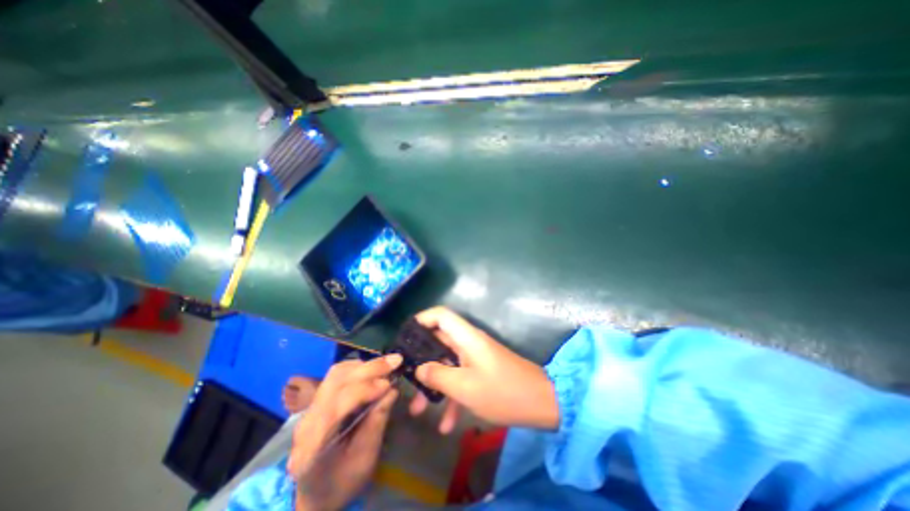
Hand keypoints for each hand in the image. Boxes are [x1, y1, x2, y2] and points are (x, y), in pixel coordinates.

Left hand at [288, 355, 400, 510]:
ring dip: (364, 365)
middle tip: (396, 361)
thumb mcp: (365, 460)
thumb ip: (377, 422)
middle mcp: (306, 421)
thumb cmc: (342, 483)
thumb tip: (392, 390)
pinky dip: (357, 368)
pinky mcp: (317, 400)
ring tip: (386, 365)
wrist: (315, 494)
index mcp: (313, 446)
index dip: (365, 389)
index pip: (337, 404)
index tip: (389, 384)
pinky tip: (372, 371)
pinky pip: (336, 375)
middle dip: (369, 368)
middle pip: (336, 382)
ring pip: (336, 374)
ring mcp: (309, 409)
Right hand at [409, 307, 557, 434]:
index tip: (405, 337)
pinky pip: (461, 379)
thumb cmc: (502, 391)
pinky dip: (452, 397)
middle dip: (421, 362)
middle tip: (406, 380)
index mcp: (466, 337)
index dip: (422, 319)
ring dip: (434, 385)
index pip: (441, 315)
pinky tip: (447, 425)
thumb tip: (419, 368)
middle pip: (439, 342)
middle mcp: (469, 343)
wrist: (542, 403)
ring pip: (448, 364)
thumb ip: (438, 375)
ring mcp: (475, 358)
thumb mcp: (465, 387)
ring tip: (418, 410)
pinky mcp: (481, 371)